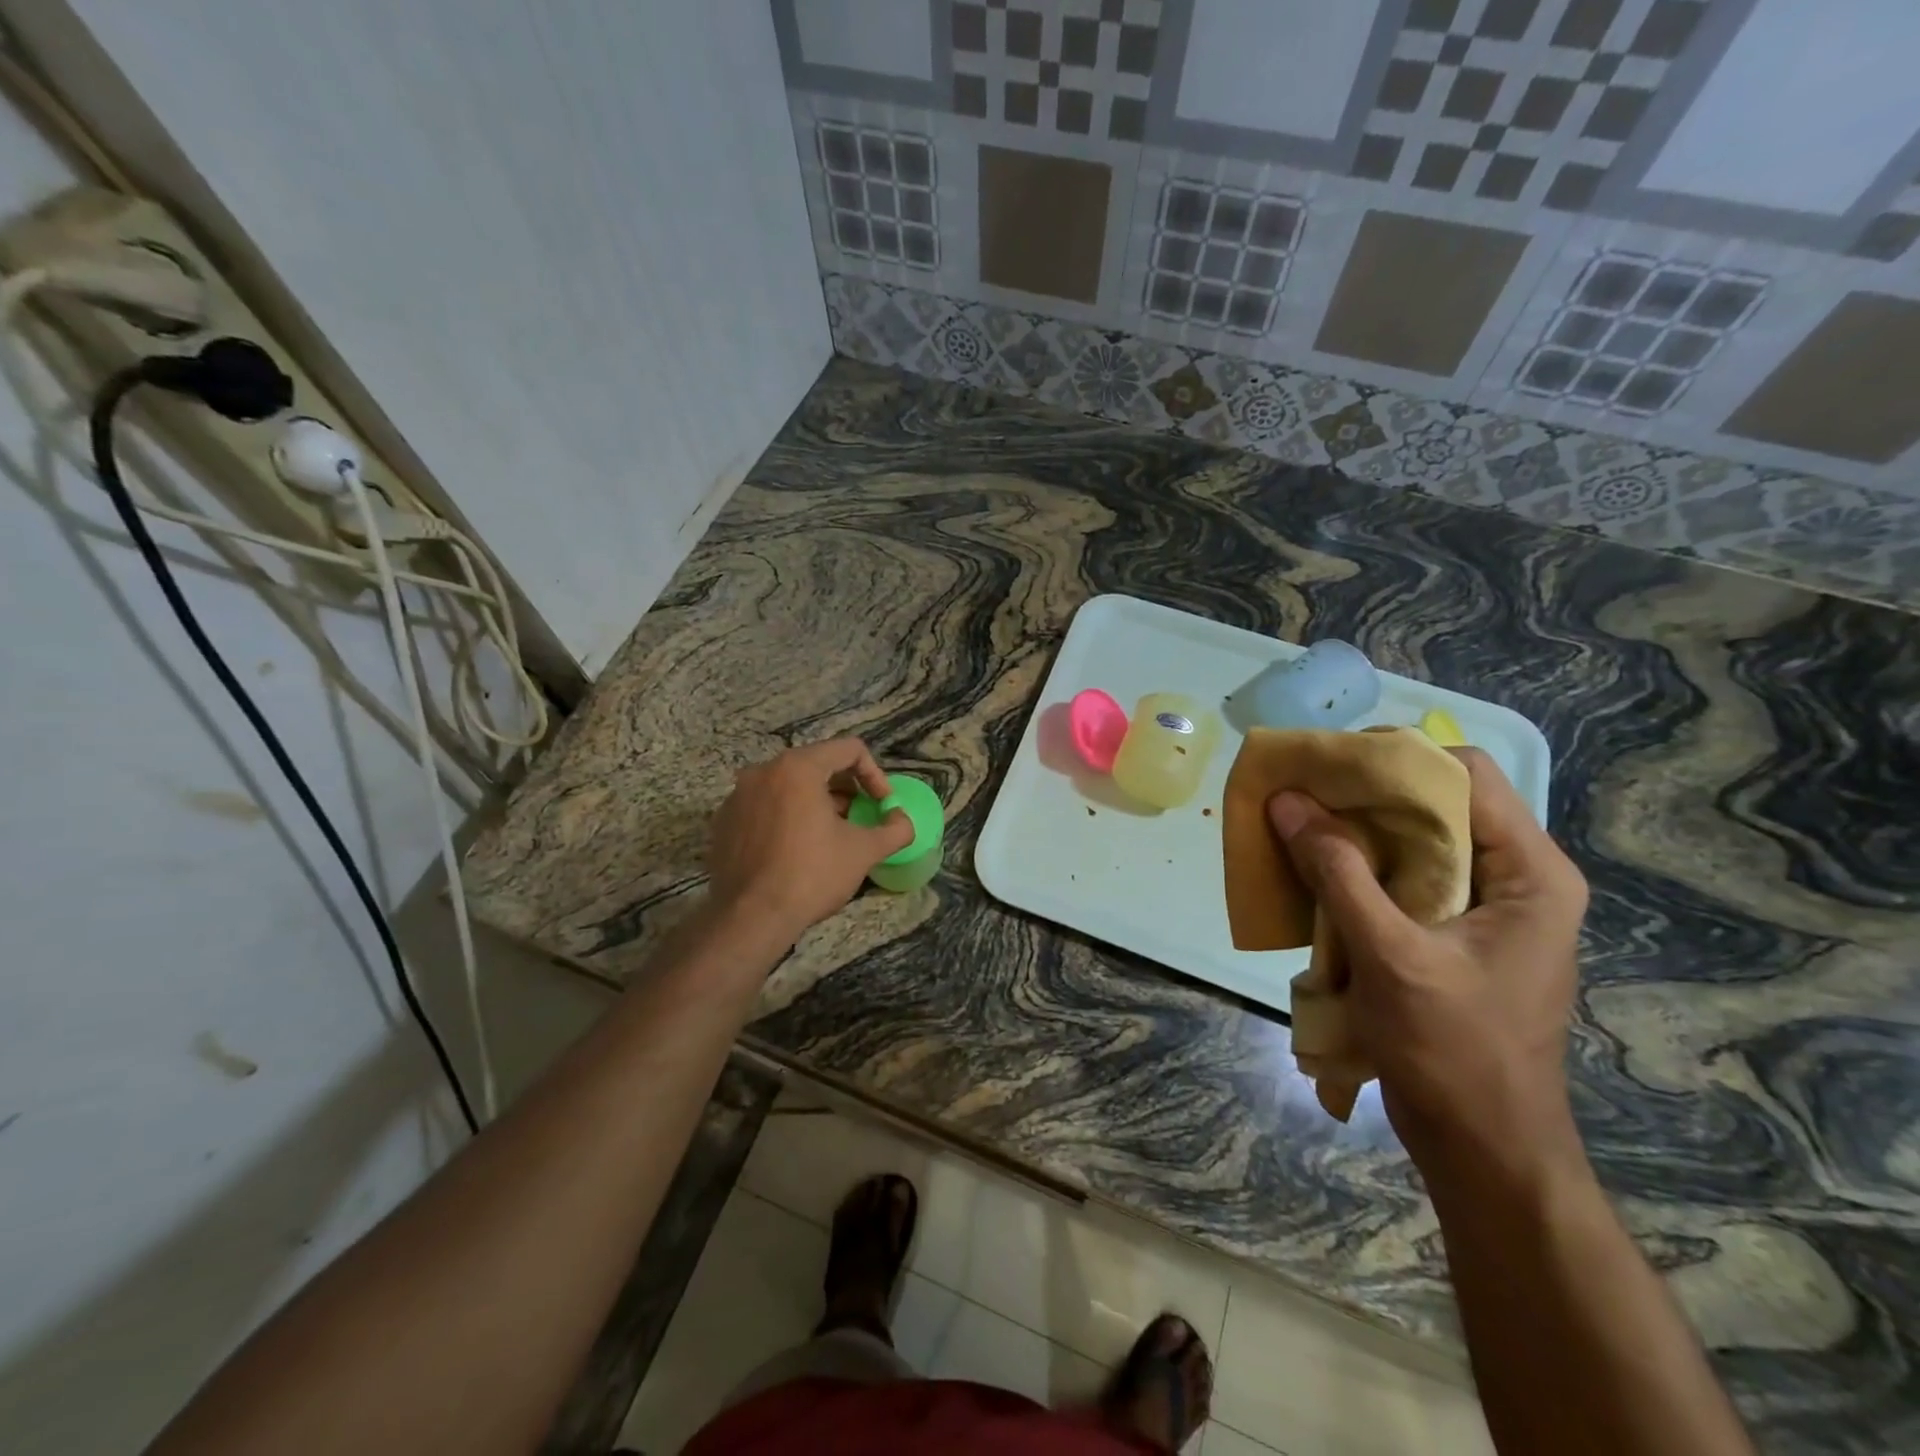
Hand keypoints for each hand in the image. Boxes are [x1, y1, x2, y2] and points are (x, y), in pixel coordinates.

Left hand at [706, 738, 913, 945]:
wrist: (750, 918)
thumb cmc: (812, 875)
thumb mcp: (864, 851)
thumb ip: (894, 829)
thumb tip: (903, 821)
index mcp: (798, 767)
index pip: (849, 749)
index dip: (875, 774)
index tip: (882, 804)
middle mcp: (763, 771)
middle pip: (817, 764)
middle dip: (845, 789)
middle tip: (860, 818)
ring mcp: (738, 796)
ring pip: (788, 786)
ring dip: (816, 803)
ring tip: (830, 835)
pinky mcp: (724, 821)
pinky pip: (764, 806)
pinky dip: (787, 817)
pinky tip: (796, 850)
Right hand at [1267, 748, 1588, 1181]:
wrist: (1485, 1150)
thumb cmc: (1455, 1052)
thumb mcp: (1390, 955)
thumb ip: (1338, 872)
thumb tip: (1286, 801)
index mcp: (1529, 872)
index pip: (1465, 774)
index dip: (1396, 760)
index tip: (1329, 769)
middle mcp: (1511, 878)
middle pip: (1434, 804)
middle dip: (1363, 796)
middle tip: (1298, 796)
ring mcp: (1481, 909)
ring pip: (1411, 842)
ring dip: (1353, 835)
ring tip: (1294, 829)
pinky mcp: (1449, 936)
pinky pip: (1399, 880)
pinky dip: (1355, 871)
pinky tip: (1312, 877)